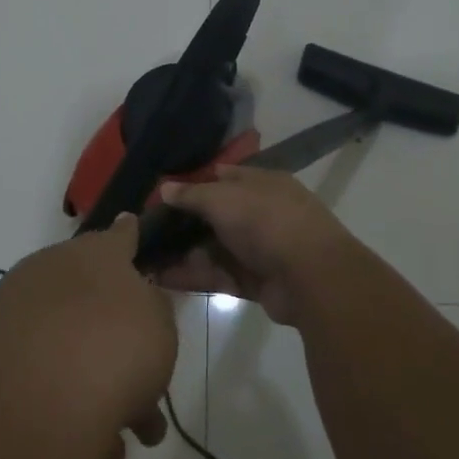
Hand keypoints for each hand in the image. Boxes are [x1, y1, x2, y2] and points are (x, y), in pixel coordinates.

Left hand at [0, 215, 178, 458]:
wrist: (33, 402)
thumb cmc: (115, 350)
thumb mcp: (160, 326)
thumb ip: (152, 308)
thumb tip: (136, 299)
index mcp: (93, 254)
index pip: (117, 236)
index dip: (128, 236)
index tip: (130, 226)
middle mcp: (46, 271)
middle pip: (88, 300)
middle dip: (116, 341)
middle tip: (144, 388)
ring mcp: (8, 310)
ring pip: (63, 344)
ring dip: (92, 384)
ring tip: (119, 442)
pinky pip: (32, 373)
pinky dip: (57, 401)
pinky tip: (81, 445)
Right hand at [153, 166, 355, 326]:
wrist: (311, 277)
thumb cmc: (265, 221)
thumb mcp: (222, 198)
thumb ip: (192, 194)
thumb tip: (164, 188)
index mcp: (261, 184)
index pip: (223, 177)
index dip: (193, 183)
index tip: (162, 194)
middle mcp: (262, 213)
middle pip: (216, 216)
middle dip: (184, 224)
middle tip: (147, 231)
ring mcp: (260, 249)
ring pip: (215, 248)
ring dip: (184, 253)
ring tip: (146, 258)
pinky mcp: (256, 282)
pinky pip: (219, 276)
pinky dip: (194, 277)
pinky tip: (162, 279)